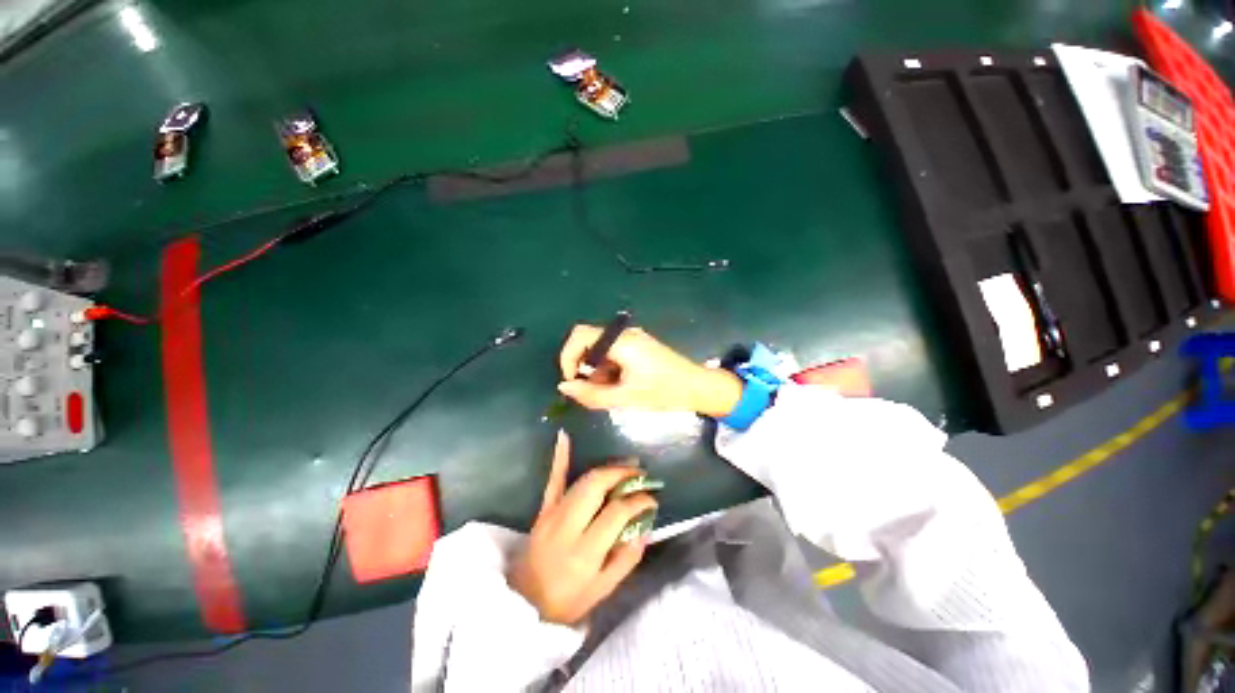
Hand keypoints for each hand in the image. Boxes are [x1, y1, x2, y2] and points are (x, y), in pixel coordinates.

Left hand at [508, 431, 657, 624]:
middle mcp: (567, 527)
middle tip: (640, 474)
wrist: (525, 602)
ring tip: (626, 465)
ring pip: (582, 480)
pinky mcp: (543, 509)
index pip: (617, 513)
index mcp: (585, 552)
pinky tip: (565, 435)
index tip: (652, 499)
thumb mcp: (604, 590)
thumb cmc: (569, 600)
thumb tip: (646, 526)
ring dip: (607, 468)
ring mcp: (552, 514)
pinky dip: (560, 457)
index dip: (638, 501)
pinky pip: (553, 479)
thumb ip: (627, 558)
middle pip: (597, 486)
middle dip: (622, 474)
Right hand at [557, 324, 742, 416]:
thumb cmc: (664, 392)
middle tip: (588, 388)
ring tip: (606, 390)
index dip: (568, 357)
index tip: (572, 381)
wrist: (698, 387)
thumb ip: (591, 394)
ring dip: (595, 368)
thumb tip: (563, 387)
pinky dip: (607, 367)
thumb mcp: (625, 398)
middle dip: (581, 364)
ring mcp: (633, 337)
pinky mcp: (638, 344)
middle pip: (588, 340)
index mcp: (621, 342)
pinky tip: (617, 384)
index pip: (580, 336)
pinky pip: (612, 351)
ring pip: (600, 347)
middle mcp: (625, 334)